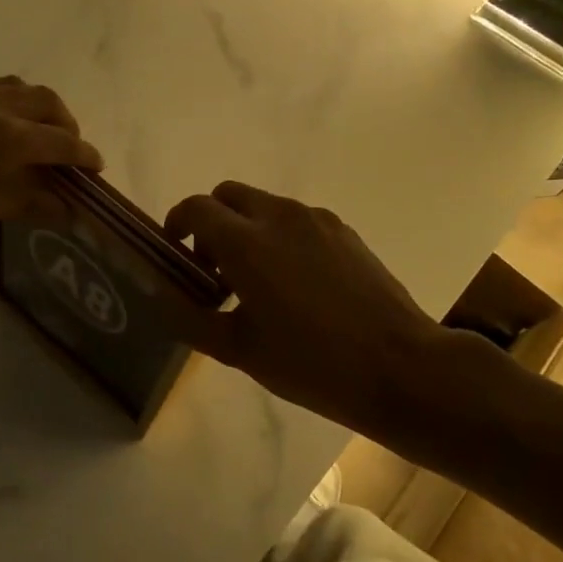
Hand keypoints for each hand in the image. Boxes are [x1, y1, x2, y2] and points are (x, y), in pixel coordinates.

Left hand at [0, 78, 102, 268]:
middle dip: (63, 122)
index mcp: (3, 134)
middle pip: (42, 100)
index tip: (95, 166)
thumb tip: (65, 205)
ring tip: (31, 134)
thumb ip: (26, 200)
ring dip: (31, 107)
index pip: (60, 140)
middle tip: (67, 149)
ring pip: (8, 87)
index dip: (83, 154)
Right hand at [164, 182, 441, 429]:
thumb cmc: (311, 363)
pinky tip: (297, 285)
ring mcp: (316, 219)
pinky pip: (297, 220)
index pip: (195, 208)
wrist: (400, 367)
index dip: (177, 224)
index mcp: (246, 242)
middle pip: (228, 195)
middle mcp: (279, 216)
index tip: (177, 255)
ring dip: (247, 229)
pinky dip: (280, 236)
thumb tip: (162, 297)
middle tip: (214, 268)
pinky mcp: (344, 231)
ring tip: (257, 282)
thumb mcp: (239, 351)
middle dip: (211, 222)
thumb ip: (191, 319)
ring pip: (265, 206)